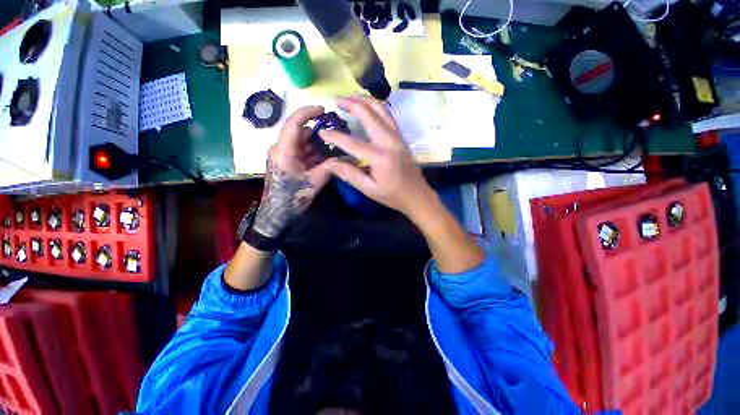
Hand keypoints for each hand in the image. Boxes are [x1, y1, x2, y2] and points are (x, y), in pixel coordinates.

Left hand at [253, 106, 331, 237]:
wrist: (277, 213)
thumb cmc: (292, 197)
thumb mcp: (313, 182)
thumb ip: (330, 167)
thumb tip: (346, 157)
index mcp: (283, 150)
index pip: (294, 123)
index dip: (308, 113)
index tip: (324, 110)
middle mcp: (281, 149)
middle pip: (300, 134)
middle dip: (318, 135)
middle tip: (336, 138)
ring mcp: (284, 156)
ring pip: (303, 143)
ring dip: (318, 146)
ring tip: (334, 150)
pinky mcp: (287, 162)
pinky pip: (302, 153)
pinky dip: (314, 154)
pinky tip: (326, 160)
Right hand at [319, 97, 435, 219]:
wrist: (418, 195)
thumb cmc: (393, 195)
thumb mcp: (369, 189)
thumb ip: (349, 174)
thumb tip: (329, 163)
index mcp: (380, 157)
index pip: (351, 143)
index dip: (335, 136)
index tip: (321, 132)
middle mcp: (389, 141)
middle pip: (368, 113)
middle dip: (350, 103)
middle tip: (335, 101)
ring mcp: (397, 136)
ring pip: (381, 108)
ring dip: (364, 100)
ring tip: (350, 98)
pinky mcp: (401, 136)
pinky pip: (388, 115)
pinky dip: (376, 106)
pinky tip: (367, 107)